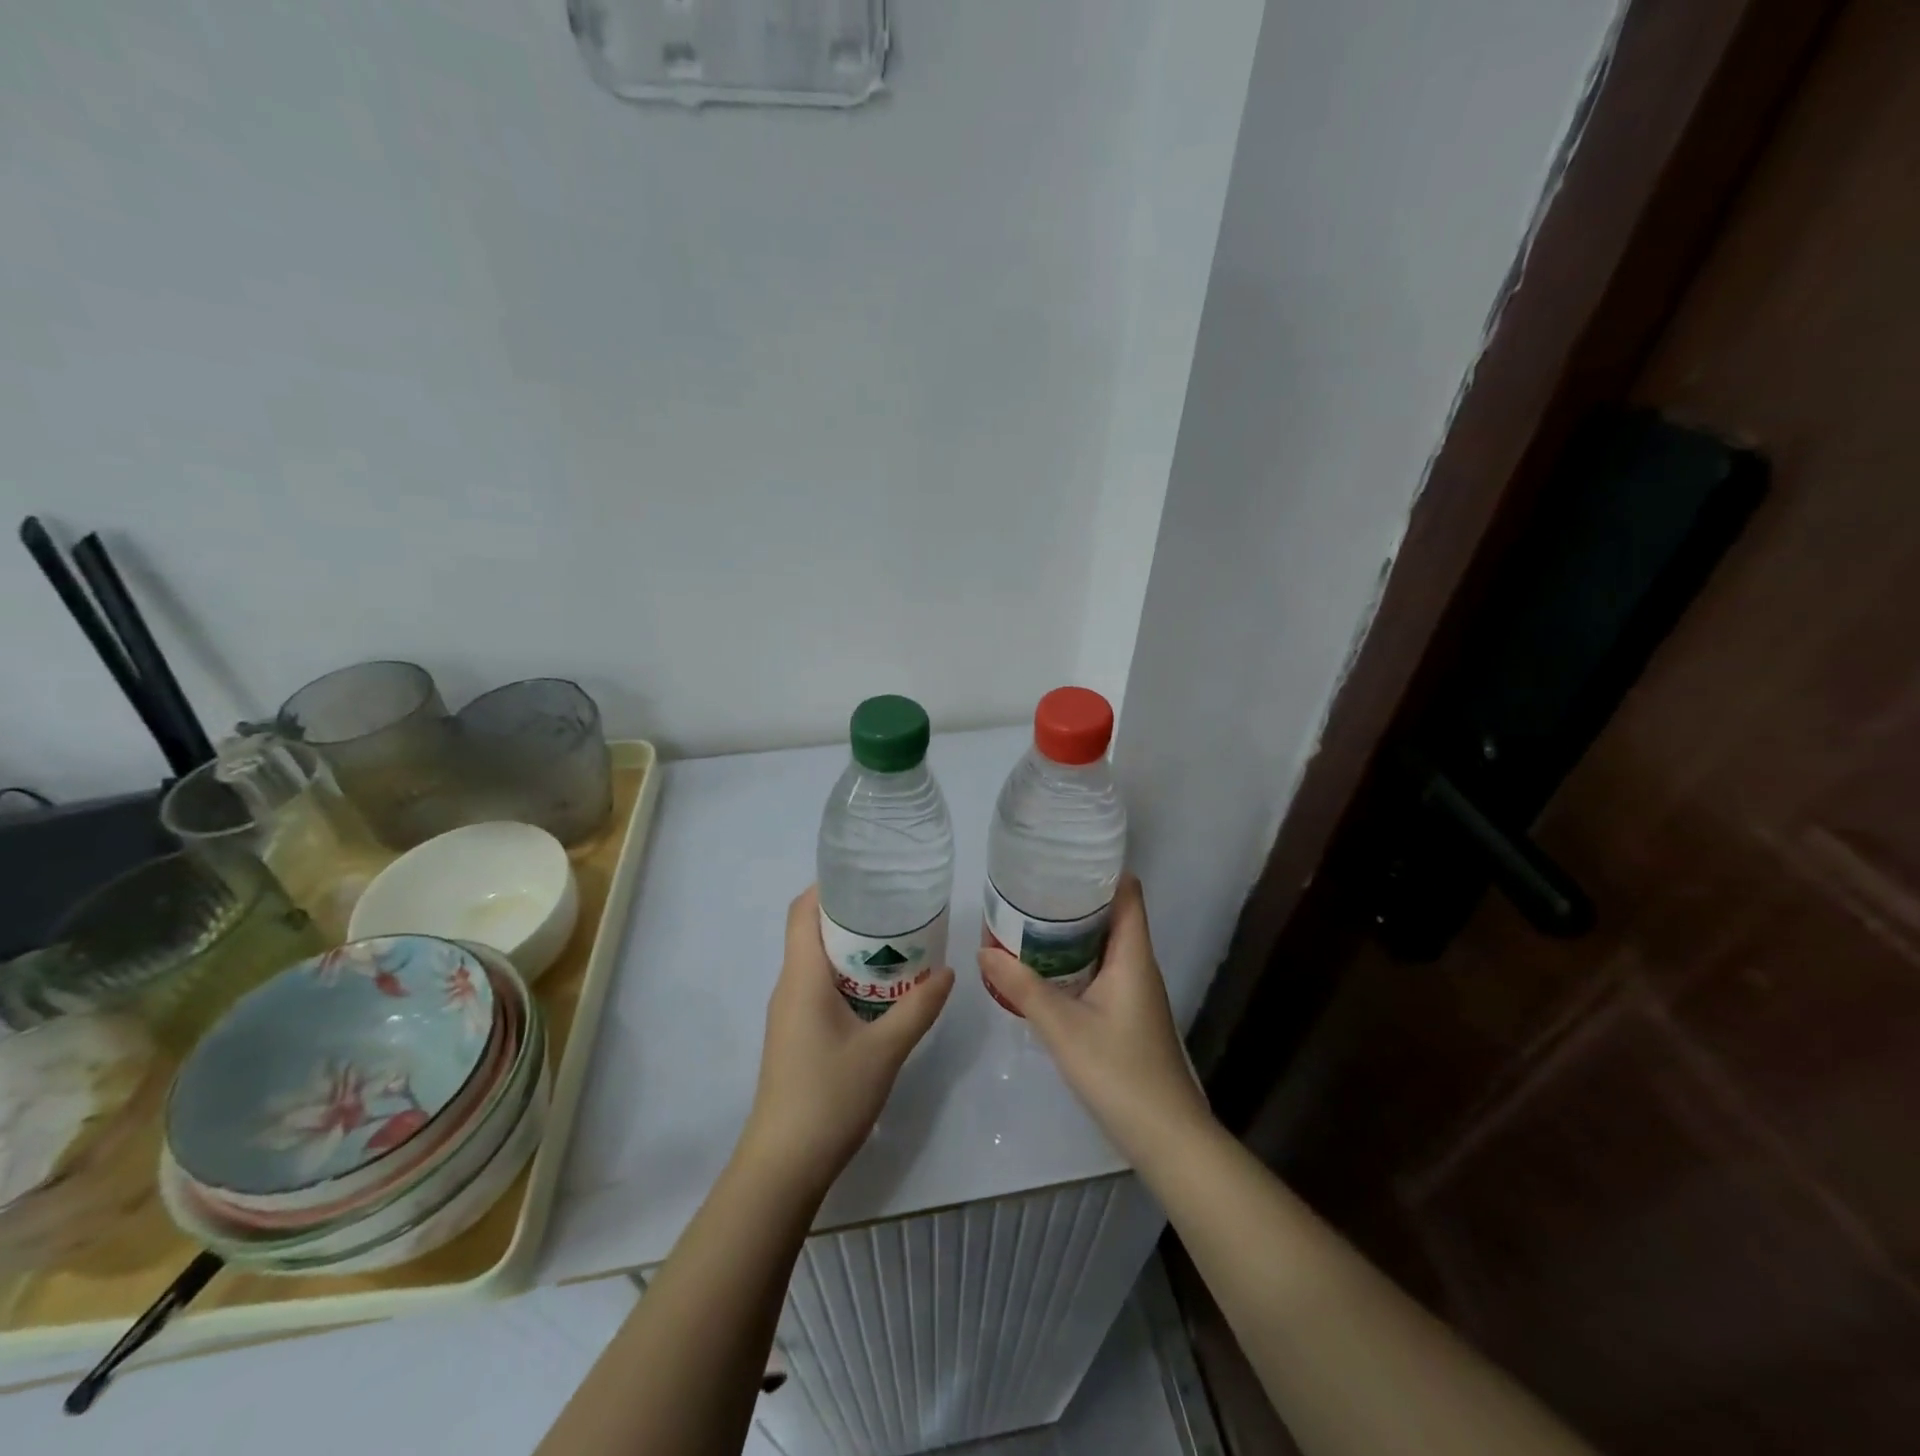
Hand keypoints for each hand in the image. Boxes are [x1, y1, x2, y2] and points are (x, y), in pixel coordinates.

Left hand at [738, 887, 954, 1195]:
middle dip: (851, 915)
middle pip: (812, 932)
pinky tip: (882, 992)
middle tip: (897, 908)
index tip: (867, 876)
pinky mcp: (795, 1035)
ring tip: (898, 943)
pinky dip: (848, 977)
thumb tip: (948, 971)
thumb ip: (918, 1008)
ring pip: (817, 962)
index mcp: (802, 977)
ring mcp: (790, 1013)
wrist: (783, 1166)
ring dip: (852, 949)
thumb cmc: (829, 1097)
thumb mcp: (885, 1051)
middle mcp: (790, 987)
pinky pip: (819, 988)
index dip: (828, 886)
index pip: (802, 911)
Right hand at [978, 875, 1211, 1162]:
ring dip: (1071, 931)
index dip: (1100, 870)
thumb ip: (1023, 987)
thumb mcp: (1063, 1027)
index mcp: (1133, 956)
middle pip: (1112, 914)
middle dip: (1073, 899)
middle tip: (1029, 888)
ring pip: (1104, 944)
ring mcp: (1135, 991)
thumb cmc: (1119, 1072)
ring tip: (1028, 919)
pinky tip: (1044, 968)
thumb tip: (984, 951)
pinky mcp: (1127, 1013)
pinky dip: (1074, 960)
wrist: (1165, 1137)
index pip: (1127, 893)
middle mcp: (1138, 965)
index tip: (1062, 857)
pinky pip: (1100, 970)